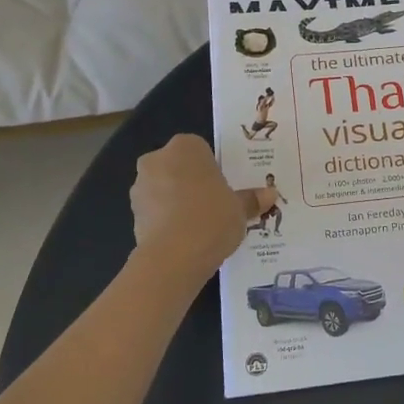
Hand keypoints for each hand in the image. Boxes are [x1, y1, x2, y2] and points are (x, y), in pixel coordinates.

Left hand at [129, 134, 272, 283]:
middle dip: (191, 182)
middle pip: (179, 167)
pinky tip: (183, 239)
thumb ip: (251, 200)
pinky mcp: (132, 214)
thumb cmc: (212, 218)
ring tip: (198, 226)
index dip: (212, 169)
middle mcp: (158, 159)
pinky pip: (155, 211)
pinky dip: (166, 220)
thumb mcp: (240, 209)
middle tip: (213, 205)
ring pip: (163, 188)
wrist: (173, 257)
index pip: (200, 149)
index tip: (223, 187)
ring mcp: (140, 186)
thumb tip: (270, 195)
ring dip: (176, 201)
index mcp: (186, 147)